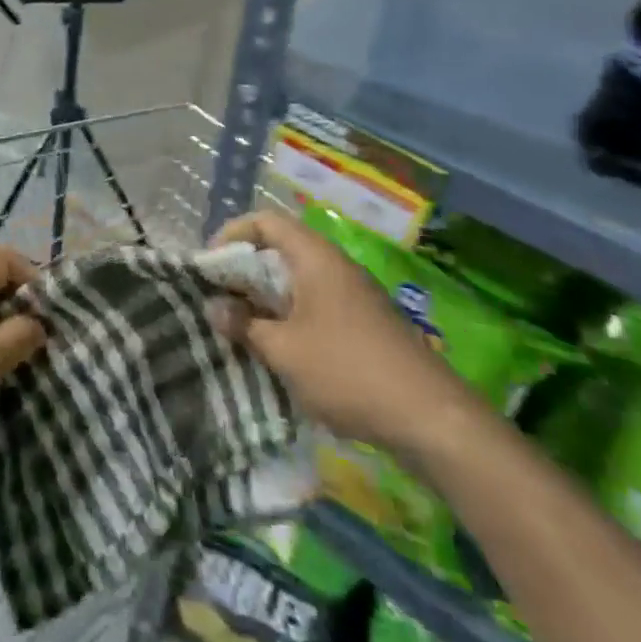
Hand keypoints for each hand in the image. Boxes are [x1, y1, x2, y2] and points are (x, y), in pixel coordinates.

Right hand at [210, 212, 475, 455]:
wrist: (432, 419)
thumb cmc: (348, 371)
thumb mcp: (283, 351)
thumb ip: (244, 325)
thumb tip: (214, 307)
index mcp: (315, 257)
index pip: (265, 221)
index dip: (232, 233)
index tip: (209, 264)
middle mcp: (335, 266)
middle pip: (281, 249)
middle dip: (245, 270)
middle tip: (219, 297)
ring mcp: (354, 294)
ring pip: (298, 280)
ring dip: (267, 297)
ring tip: (242, 325)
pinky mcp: (366, 323)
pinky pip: (317, 303)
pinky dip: (291, 315)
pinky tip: (281, 349)